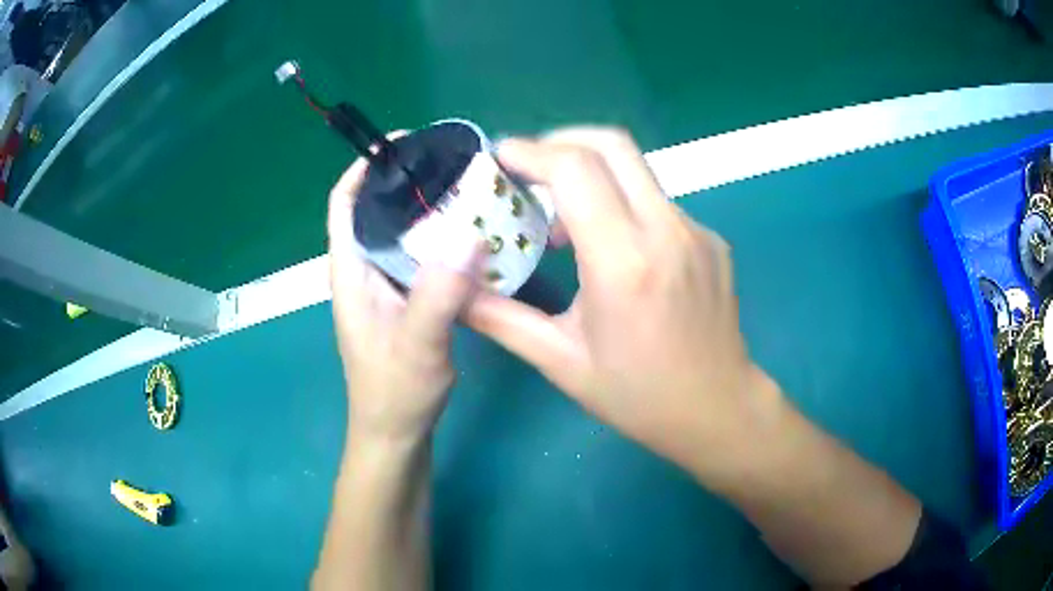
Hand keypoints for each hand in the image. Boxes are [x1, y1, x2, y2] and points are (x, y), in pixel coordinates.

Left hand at [328, 150, 482, 443]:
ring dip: (427, 209)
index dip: (365, 168)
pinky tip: (471, 237)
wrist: (395, 434)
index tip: (403, 143)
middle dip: (406, 181)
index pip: (345, 203)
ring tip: (468, 190)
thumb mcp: (418, 345)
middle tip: (453, 164)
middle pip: (376, 209)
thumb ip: (438, 294)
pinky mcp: (403, 300)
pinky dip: (439, 238)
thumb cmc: (395, 393)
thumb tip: (469, 236)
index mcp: (351, 270)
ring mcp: (384, 286)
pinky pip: (418, 255)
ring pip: (400, 232)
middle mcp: (363, 270)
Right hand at [468, 128, 782, 480]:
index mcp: (624, 263)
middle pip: (612, 144)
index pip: (575, 170)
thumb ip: (501, 319)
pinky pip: (657, 201)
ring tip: (563, 217)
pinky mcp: (710, 239)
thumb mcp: (562, 363)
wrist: (719, 409)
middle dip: (560, 141)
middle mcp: (666, 232)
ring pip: (637, 169)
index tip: (500, 157)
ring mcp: (696, 231)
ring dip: (591, 172)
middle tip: (528, 168)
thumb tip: (454, 292)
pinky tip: (612, 245)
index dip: (530, 152)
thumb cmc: (639, 396)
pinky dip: (622, 202)